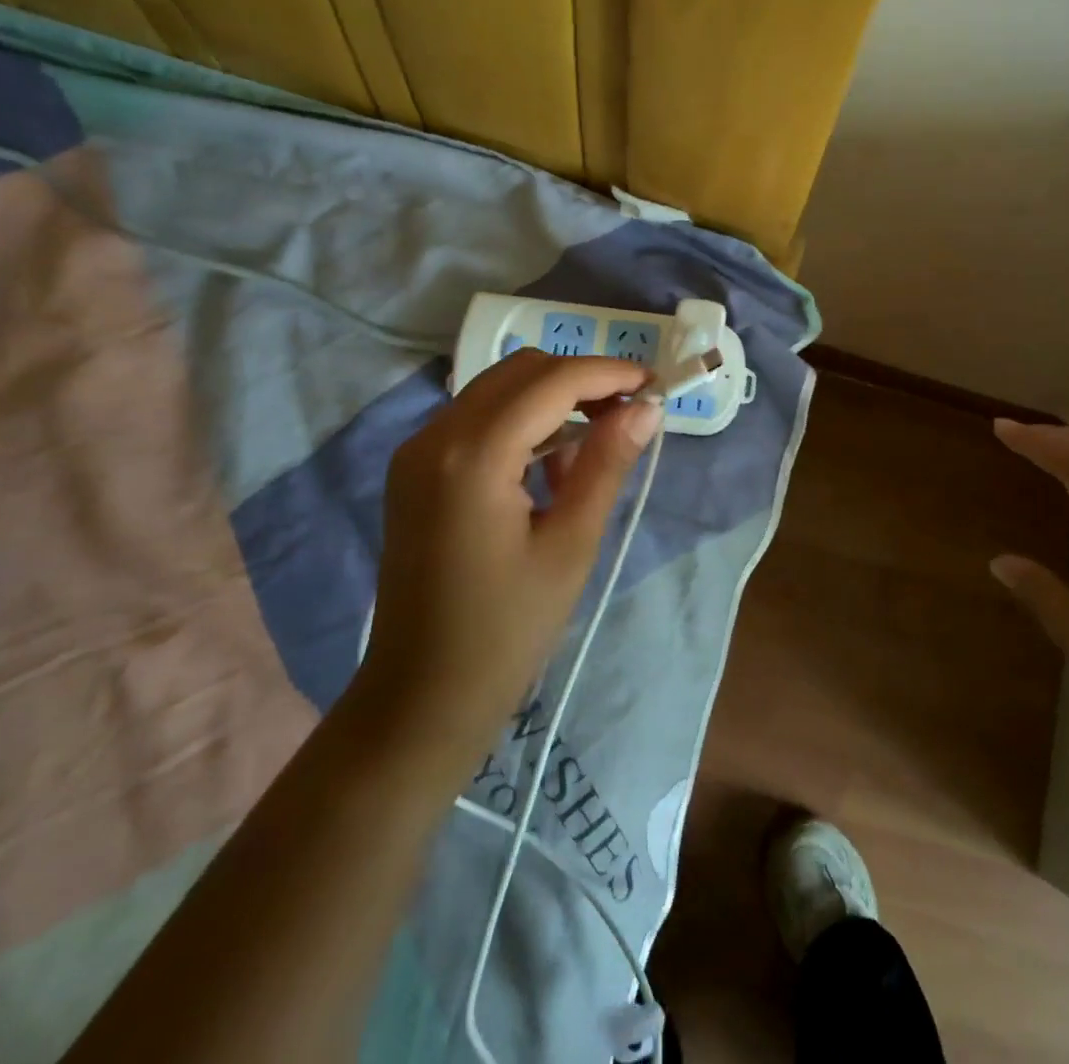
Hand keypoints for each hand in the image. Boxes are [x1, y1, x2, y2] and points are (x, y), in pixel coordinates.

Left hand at [356, 350, 660, 761]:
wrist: (421, 697)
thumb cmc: (507, 630)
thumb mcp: (571, 544)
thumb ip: (606, 464)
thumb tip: (647, 407)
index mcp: (473, 456)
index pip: (551, 382)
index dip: (608, 373)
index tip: (654, 384)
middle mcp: (435, 436)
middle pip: (521, 371)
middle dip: (580, 379)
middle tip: (629, 412)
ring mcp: (417, 452)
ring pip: (498, 389)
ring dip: (552, 398)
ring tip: (598, 442)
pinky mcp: (414, 470)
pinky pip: (477, 419)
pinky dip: (522, 422)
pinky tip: (551, 465)